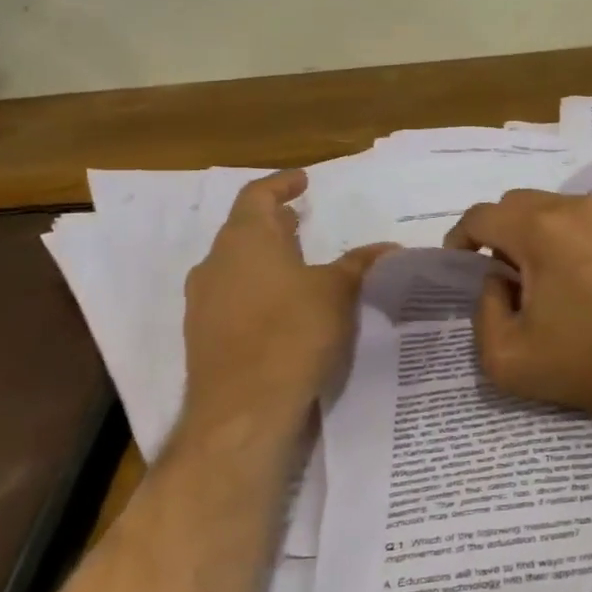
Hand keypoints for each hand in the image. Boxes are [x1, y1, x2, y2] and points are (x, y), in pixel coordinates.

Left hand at [183, 171, 392, 442]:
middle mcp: (215, 264)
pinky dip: (257, 289)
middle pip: (242, 230)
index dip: (281, 184)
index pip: (257, 196)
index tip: (303, 180)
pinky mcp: (203, 336)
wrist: (243, 410)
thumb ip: (360, 263)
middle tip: (300, 219)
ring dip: (264, 258)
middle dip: (272, 223)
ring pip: (234, 265)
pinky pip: (232, 297)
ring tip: (296, 263)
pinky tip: (283, 307)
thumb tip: (387, 247)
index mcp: (245, 240)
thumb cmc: (292, 333)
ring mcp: (203, 302)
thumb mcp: (338, 292)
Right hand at [444, 190, 591, 422]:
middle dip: (500, 232)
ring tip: (549, 279)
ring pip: (558, 208)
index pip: (482, 215)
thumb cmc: (586, 363)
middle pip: (519, 204)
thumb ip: (483, 312)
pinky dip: (576, 238)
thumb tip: (498, 282)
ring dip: (539, 233)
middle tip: (505, 275)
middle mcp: (577, 208)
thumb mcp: (507, 357)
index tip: (462, 264)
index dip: (461, 237)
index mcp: (540, 230)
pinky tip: (587, 278)